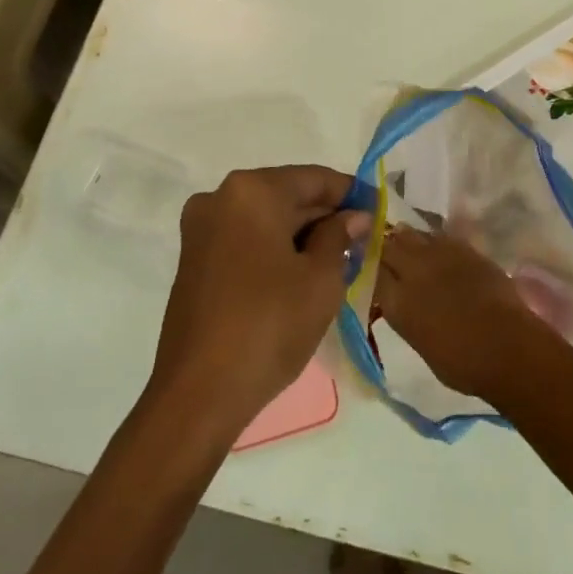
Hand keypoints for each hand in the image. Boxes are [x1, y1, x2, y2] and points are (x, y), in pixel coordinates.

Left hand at [153, 166, 368, 433]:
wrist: (199, 394)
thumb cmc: (269, 326)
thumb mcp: (321, 279)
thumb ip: (340, 235)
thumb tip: (354, 216)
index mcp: (251, 192)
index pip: (314, 178)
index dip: (350, 193)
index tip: (378, 209)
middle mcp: (220, 198)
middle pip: (287, 195)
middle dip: (325, 215)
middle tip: (364, 238)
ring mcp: (201, 230)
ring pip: (266, 218)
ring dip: (302, 234)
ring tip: (340, 258)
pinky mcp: (194, 260)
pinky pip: (246, 239)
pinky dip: (275, 248)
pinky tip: (303, 273)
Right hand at [374, 227, 554, 400]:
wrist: (507, 347)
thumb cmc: (462, 364)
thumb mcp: (419, 343)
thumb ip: (405, 315)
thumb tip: (401, 301)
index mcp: (398, 302)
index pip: (372, 271)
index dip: (370, 268)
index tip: (370, 269)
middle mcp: (413, 271)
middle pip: (389, 246)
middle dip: (385, 247)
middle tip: (386, 253)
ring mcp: (440, 255)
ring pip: (413, 235)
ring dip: (407, 240)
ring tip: (409, 247)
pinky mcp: (465, 248)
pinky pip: (439, 237)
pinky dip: (433, 241)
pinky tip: (436, 249)